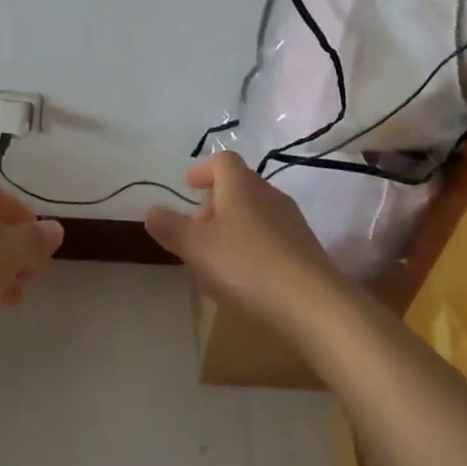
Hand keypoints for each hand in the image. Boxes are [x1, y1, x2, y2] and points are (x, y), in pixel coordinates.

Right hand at [145, 153, 345, 330]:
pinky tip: (244, 276)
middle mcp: (269, 194)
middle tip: (196, 228)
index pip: (222, 161)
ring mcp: (291, 221)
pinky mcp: (305, 249)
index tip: (188, 186)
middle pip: (239, 186)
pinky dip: (251, 245)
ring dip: (233, 226)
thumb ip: (170, 227)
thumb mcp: (196, 247)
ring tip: (216, 256)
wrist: (314, 305)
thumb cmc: (246, 266)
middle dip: (215, 202)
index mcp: (241, 185)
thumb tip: (152, 210)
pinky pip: (270, 236)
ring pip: (255, 212)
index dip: (203, 170)